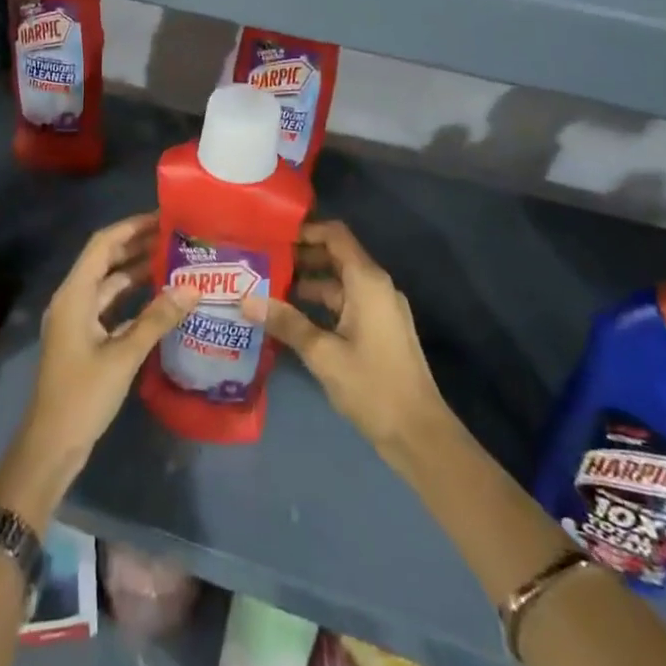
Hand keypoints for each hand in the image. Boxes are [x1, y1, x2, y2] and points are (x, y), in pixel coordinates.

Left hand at [0, 213, 196, 525]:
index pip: (103, 245)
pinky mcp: (86, 339)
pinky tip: (162, 299)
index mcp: (74, 294)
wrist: (51, 446)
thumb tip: (192, 287)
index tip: (163, 217)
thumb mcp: (123, 355)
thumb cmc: (82, 395)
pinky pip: (112, 307)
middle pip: (106, 260)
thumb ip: (157, 319)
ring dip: (138, 271)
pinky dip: (134, 299)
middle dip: (138, 245)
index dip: (131, 227)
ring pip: (110, 284)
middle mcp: (74, 299)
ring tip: (175, 260)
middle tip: (176, 236)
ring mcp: (78, 320)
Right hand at [247, 220, 452, 472]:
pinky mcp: (379, 330)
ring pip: (339, 283)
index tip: (273, 234)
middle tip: (262, 262)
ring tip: (268, 289)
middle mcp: (376, 286)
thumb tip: (245, 299)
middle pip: (336, 257)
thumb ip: (286, 322)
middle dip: (300, 258)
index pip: (335, 235)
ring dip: (307, 284)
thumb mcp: (323, 353)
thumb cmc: (372, 385)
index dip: (306, 230)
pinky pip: (346, 304)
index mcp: (367, 281)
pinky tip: (292, 319)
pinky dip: (320, 305)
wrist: (419, 435)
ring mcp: (379, 309)